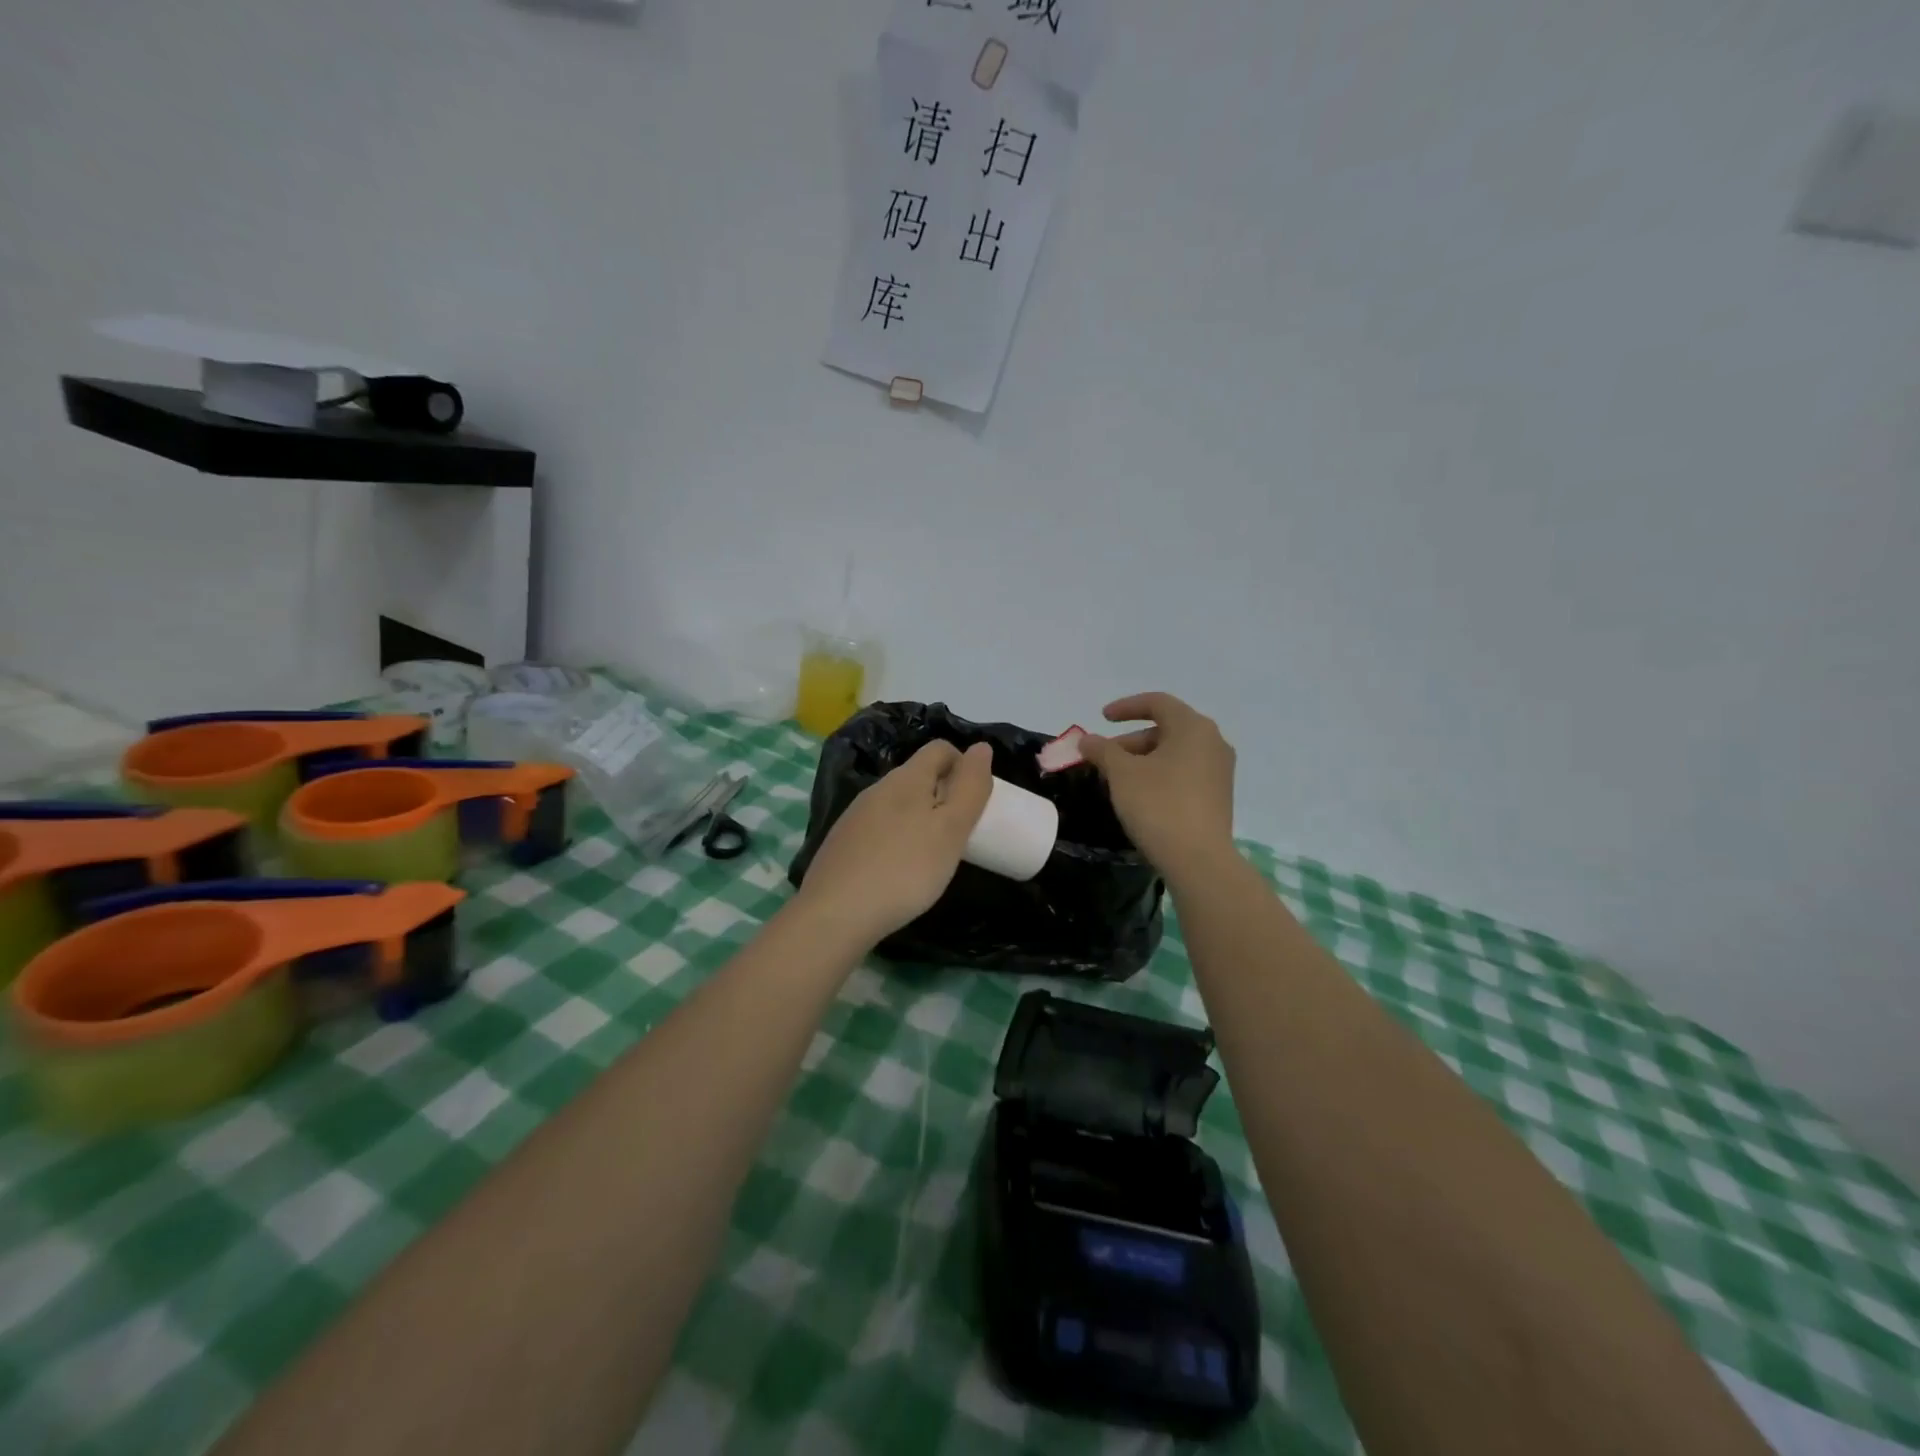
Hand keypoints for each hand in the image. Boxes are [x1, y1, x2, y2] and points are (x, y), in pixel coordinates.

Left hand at [798, 740, 994, 942]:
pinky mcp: (842, 842)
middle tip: (960, 833)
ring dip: (920, 818)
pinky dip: (897, 838)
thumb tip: (981, 747)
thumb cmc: (905, 869)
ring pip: (897, 803)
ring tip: (933, 856)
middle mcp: (877, 788)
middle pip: (918, 775)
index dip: (964, 765)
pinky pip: (879, 827)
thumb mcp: (951, 830)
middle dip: (943, 794)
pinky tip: (899, 871)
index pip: (940, 749)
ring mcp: (855, 815)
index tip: (976, 801)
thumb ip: (970, 788)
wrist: (834, 914)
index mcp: (906, 778)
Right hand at [1079, 692, 1236, 878]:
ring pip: (1174, 752)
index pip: (1157, 703)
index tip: (1101, 718)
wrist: (1199, 860)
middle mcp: (1213, 742)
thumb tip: (1087, 740)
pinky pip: (1184, 772)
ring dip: (1143, 759)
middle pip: (1166, 728)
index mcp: (1193, 727)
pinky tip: (1140, 795)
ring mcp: (1219, 770)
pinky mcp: (1219, 795)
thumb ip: (1102, 750)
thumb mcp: (1122, 773)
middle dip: (1130, 740)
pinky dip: (1160, 774)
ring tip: (1117, 780)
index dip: (1126, 707)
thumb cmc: (1158, 805)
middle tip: (1103, 758)